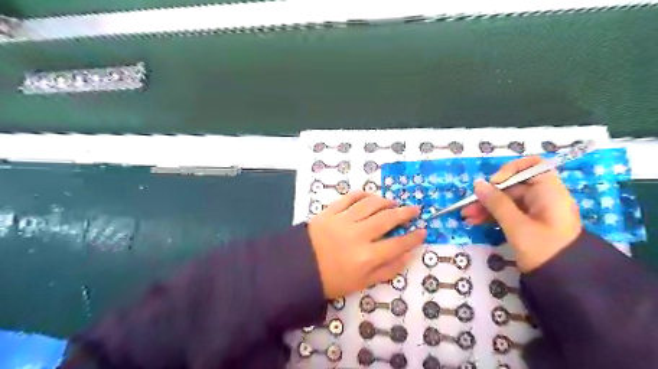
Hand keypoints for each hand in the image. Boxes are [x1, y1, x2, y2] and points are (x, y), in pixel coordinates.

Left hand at [311, 192, 426, 297]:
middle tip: (414, 209)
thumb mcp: (361, 283)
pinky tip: (369, 196)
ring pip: (370, 204)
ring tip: (393, 202)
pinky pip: (349, 198)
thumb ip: (387, 270)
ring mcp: (343, 220)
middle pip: (388, 219)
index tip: (423, 231)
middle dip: (405, 213)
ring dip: (385, 201)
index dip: (414, 237)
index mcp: (366, 257)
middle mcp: (358, 235)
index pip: (398, 244)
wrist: (297, 269)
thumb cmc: (331, 280)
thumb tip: (408, 256)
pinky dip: (362, 194)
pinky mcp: (329, 212)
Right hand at [462, 158, 580, 271]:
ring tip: (467, 217)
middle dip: (489, 195)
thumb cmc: (543, 250)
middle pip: (512, 186)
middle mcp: (543, 197)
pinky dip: (492, 216)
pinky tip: (475, 222)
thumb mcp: (516, 226)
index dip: (511, 170)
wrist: (564, 281)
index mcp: (549, 192)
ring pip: (507, 201)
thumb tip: (478, 184)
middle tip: (469, 206)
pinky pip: (508, 213)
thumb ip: (496, 203)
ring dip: (486, 207)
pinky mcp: (528, 223)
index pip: (532, 166)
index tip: (494, 183)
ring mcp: (535, 211)